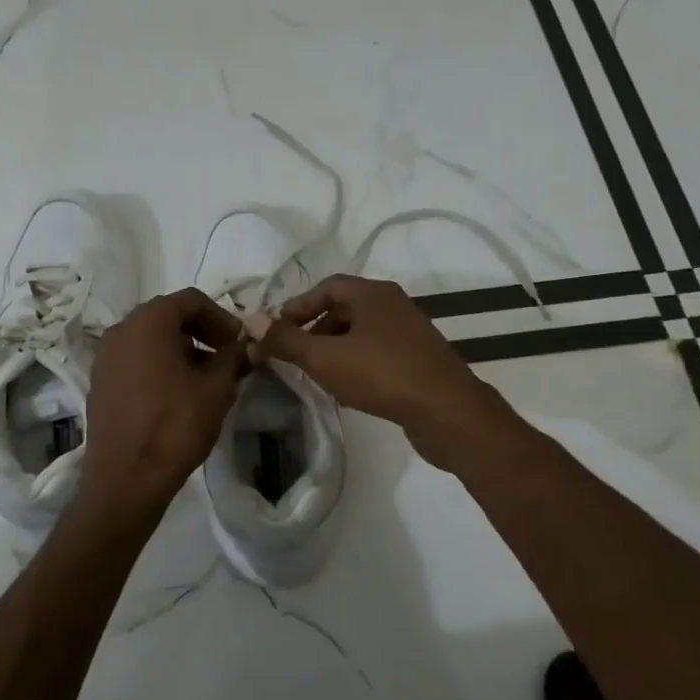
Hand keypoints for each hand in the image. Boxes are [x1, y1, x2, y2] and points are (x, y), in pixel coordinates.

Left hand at [77, 289, 248, 522]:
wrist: (125, 479)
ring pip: (150, 338)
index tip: (239, 341)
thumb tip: (245, 346)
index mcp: (148, 321)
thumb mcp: (217, 389)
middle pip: (168, 316)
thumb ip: (233, 358)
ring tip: (206, 377)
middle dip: (201, 331)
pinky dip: (159, 364)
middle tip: (227, 356)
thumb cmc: (175, 426)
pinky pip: (135, 359)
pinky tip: (178, 393)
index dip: (221, 317)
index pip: (191, 300)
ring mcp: (105, 356)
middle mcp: (121, 329)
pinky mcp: (100, 381)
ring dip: (181, 348)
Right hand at [258, 274, 514, 471]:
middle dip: (313, 330)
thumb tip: (251, 320)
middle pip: (344, 309)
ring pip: (360, 334)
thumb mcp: (324, 357)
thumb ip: (286, 340)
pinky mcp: (419, 360)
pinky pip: (377, 354)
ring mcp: (410, 333)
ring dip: (334, 350)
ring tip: (315, 375)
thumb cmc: (382, 375)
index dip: (298, 306)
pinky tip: (346, 391)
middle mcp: (393, 305)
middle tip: (293, 355)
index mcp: (373, 293)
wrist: (448, 412)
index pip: (327, 287)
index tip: (276, 331)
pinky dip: (356, 364)